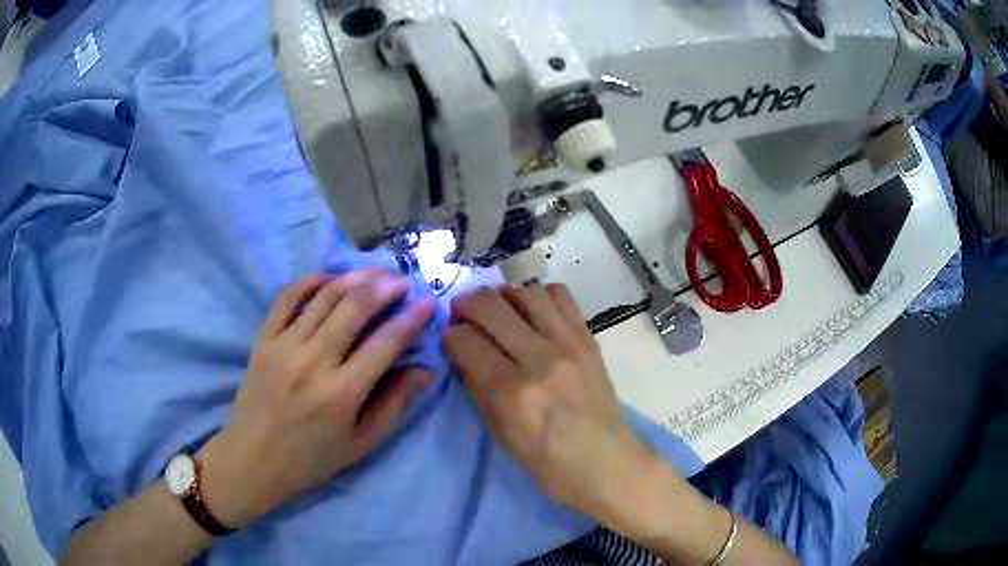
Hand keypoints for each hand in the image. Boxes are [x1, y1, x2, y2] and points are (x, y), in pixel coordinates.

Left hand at [198, 271, 435, 527]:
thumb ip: (393, 405)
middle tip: (401, 281)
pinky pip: (287, 298)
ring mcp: (283, 347)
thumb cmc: (311, 460)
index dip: (411, 319)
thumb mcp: (360, 445)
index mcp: (341, 395)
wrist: (253, 460)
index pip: (385, 344)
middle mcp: (312, 363)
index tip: (428, 303)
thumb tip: (424, 372)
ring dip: (353, 278)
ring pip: (323, 297)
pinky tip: (329, 279)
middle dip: (384, 287)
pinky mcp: (263, 340)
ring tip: (374, 274)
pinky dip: (310, 282)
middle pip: (354, 308)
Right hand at [443, 285, 657, 516]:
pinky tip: (530, 312)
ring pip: (526, 292)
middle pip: (492, 306)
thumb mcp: (500, 435)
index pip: (467, 341)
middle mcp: (541, 358)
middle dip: (466, 305)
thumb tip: (461, 352)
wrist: (607, 463)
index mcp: (513, 392)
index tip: (447, 336)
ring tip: (495, 310)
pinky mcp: (589, 338)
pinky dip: (537, 296)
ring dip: (501, 296)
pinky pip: (560, 296)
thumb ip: (477, 388)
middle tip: (461, 314)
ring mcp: (570, 343)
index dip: (449, 334)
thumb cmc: (549, 464)